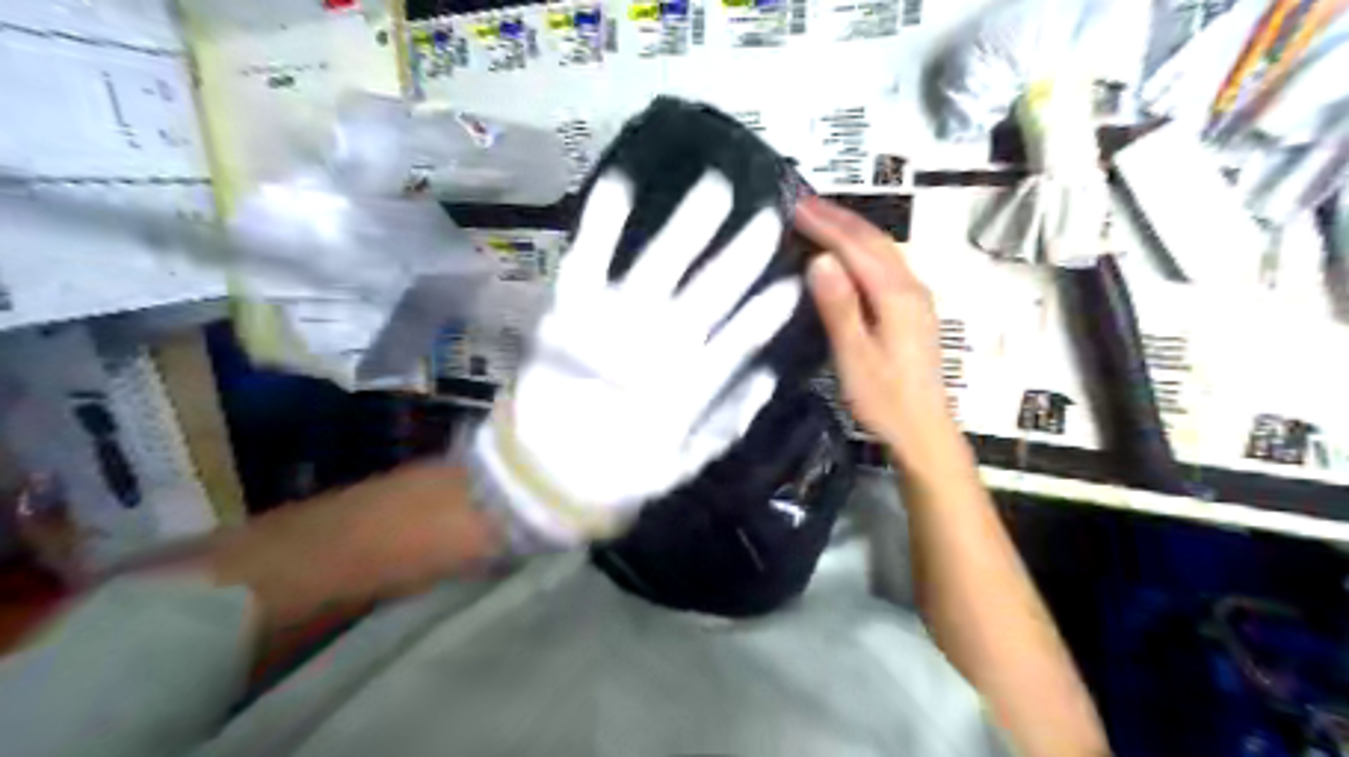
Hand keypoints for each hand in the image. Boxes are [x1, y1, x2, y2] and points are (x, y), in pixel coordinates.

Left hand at [470, 169, 798, 547]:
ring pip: (662, 263)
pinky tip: (620, 184)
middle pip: (710, 290)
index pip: (741, 336)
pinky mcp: (570, 309)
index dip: (768, 311)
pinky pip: (589, 258)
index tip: (793, 283)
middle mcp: (659, 343)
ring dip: (690, 226)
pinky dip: (603, 223)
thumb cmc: (620, 469)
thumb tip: (766, 377)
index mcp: (691, 382)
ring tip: (715, 189)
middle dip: (741, 254)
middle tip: (767, 217)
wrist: (544, 476)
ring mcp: (613, 321)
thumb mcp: (686, 461)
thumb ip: (729, 420)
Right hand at [792, 199, 951, 458]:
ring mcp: (916, 298)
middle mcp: (911, 287)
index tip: (796, 206)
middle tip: (804, 202)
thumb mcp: (855, 356)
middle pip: (875, 240)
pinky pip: (886, 264)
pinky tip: (849, 253)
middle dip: (839, 218)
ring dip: (852, 229)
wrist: (923, 430)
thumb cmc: (884, 399)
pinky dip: (863, 248)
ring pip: (884, 249)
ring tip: (821, 217)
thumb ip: (839, 307)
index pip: (857, 247)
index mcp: (895, 295)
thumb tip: (821, 259)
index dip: (826, 224)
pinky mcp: (913, 310)